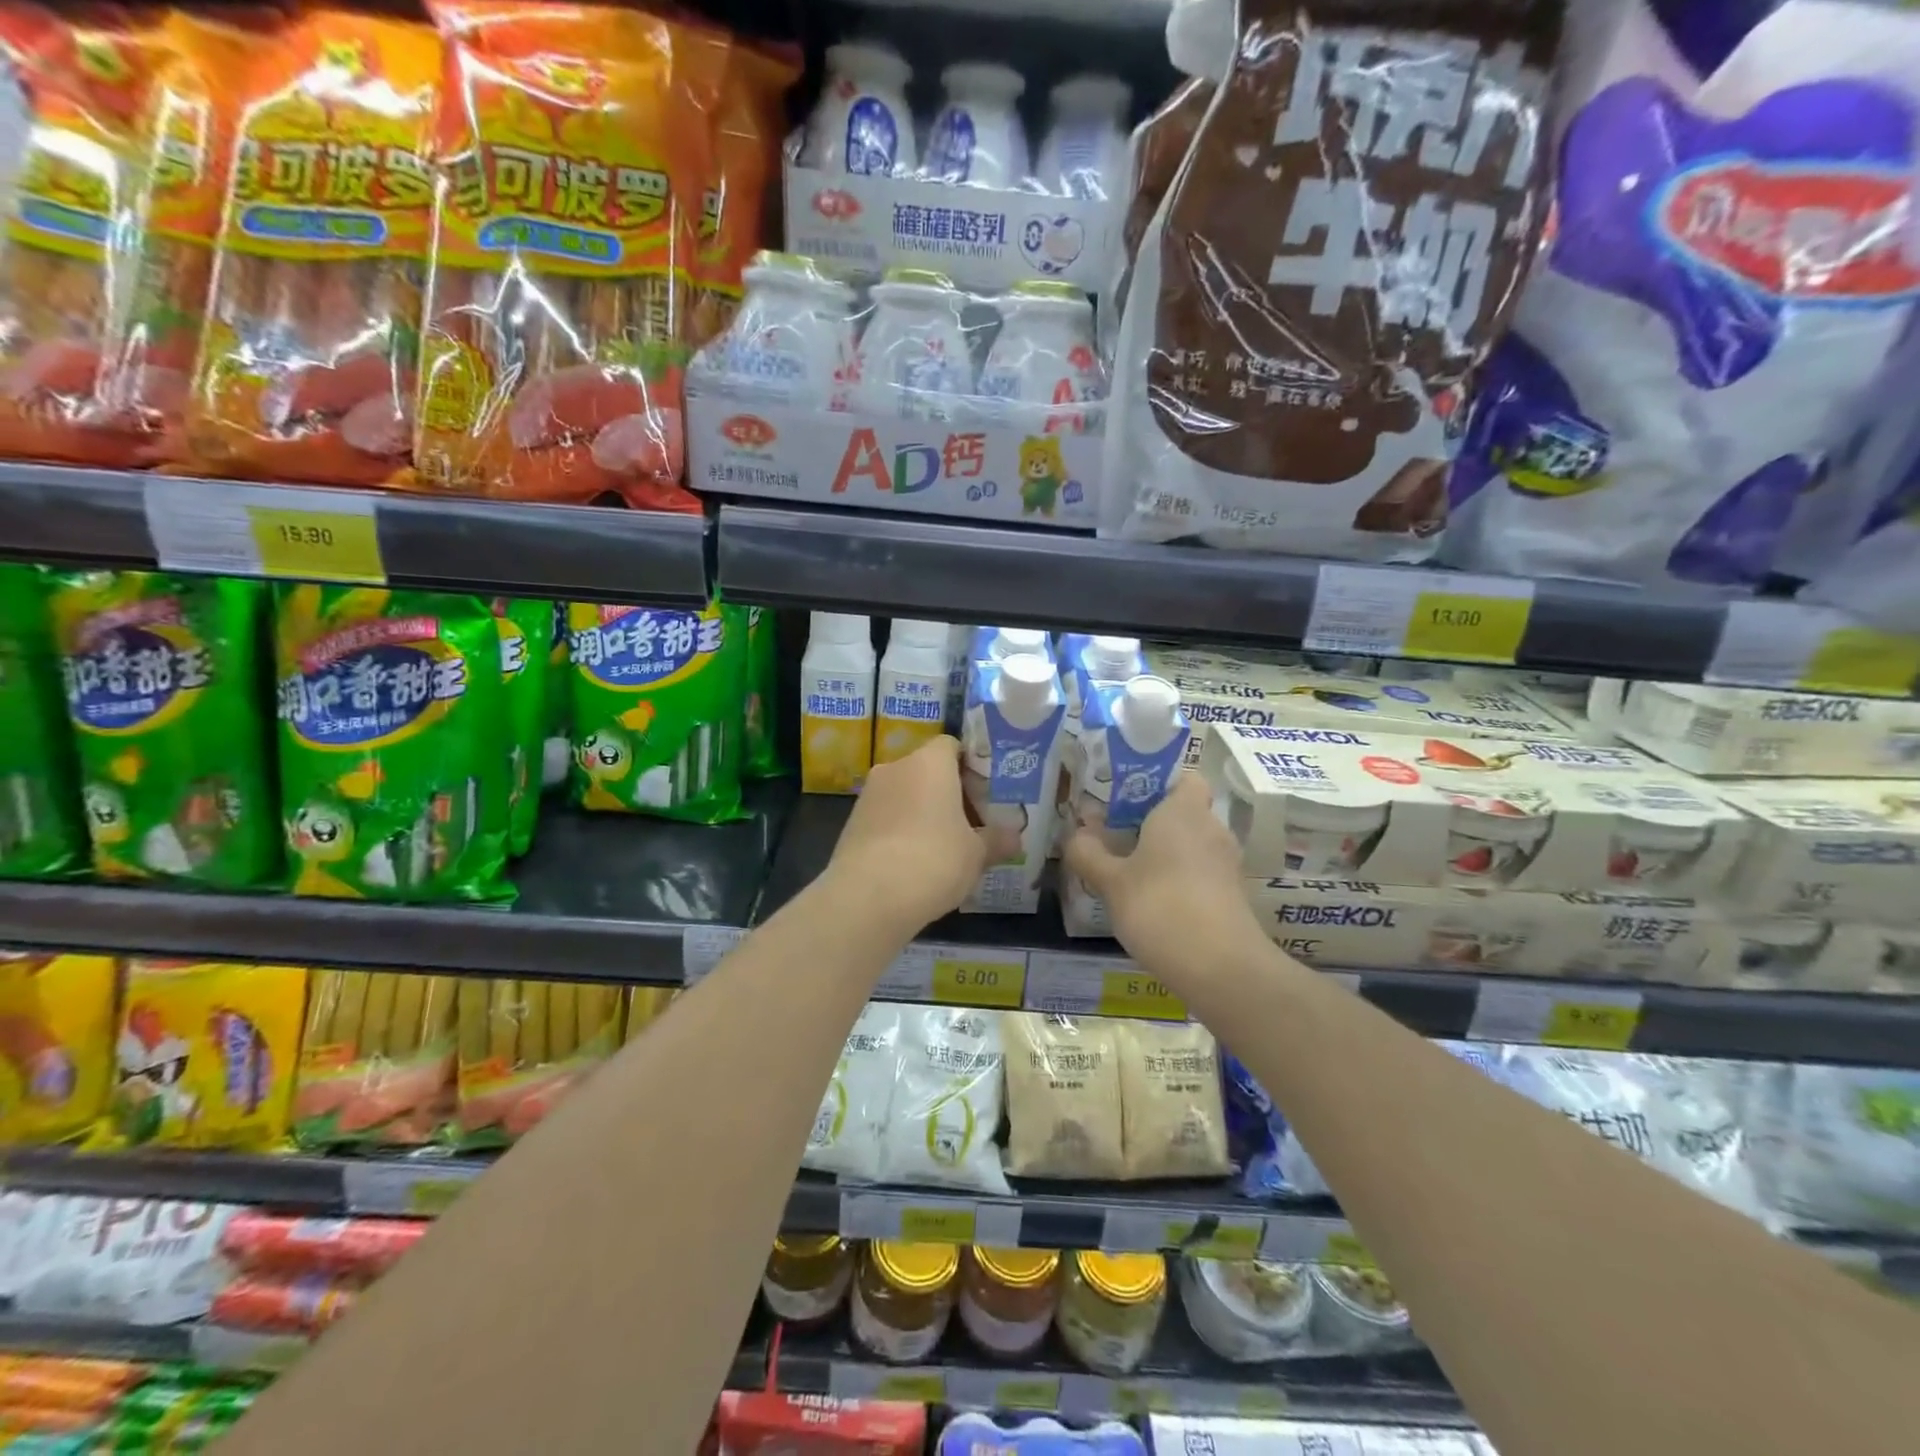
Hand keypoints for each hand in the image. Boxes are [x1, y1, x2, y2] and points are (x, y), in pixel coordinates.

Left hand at [825, 736, 1015, 934]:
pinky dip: (901, 831)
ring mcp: (868, 795)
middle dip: (948, 793)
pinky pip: (886, 817)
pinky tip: (915, 862)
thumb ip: (997, 840)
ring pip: (904, 795)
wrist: (867, 897)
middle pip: (927, 771)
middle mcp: (895, 768)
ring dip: (923, 813)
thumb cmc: (933, 859)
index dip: (970, 766)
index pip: (951, 746)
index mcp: (930, 763)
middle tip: (971, 824)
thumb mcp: (977, 854)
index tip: (985, 793)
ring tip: (945, 846)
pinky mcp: (852, 823)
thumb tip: (1015, 838)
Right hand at [1064, 772, 1265, 980]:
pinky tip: (1153, 901)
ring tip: (1129, 869)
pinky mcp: (1231, 895)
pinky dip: (1180, 880)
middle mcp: (1211, 829)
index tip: (1128, 798)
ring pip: (1192, 845)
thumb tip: (1074, 834)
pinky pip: (1201, 873)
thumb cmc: (1160, 906)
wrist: (1220, 968)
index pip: (1185, 777)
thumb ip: (1088, 853)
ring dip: (1166, 853)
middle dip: (1154, 821)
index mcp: (1183, 811)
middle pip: (1185, 812)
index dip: (1159, 782)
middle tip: (1116, 833)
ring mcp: (1226, 864)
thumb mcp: (1111, 881)